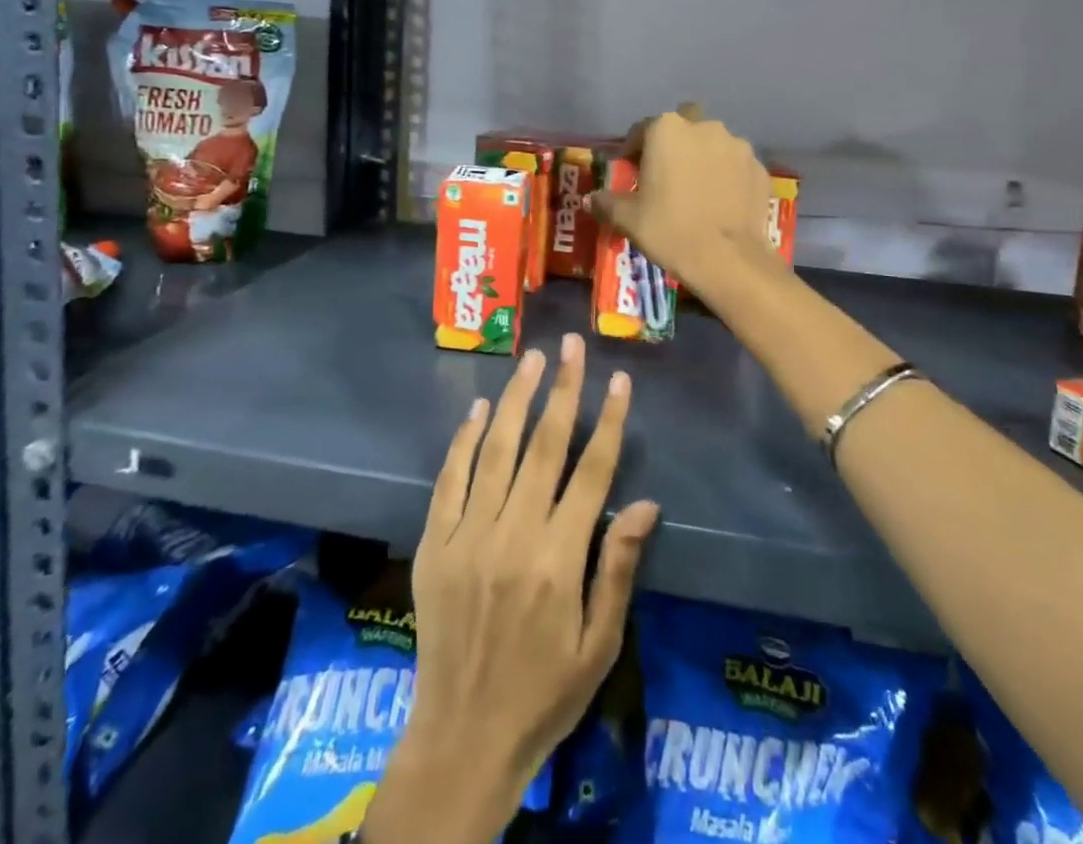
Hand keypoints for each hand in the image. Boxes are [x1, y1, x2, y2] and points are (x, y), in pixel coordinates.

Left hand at [367, 336, 659, 843]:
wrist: (464, 737)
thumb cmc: (545, 692)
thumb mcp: (598, 645)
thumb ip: (618, 568)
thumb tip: (645, 503)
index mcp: (559, 560)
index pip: (591, 472)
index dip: (608, 421)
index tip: (619, 379)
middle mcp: (513, 535)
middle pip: (544, 447)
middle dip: (562, 390)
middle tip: (571, 345)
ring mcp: (469, 535)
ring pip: (495, 450)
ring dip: (515, 400)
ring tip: (531, 360)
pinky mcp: (436, 543)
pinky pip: (450, 480)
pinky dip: (463, 441)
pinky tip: (477, 408)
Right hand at [587, 105, 774, 292]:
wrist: (728, 259)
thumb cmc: (669, 229)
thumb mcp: (628, 218)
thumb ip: (607, 202)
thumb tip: (592, 200)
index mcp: (667, 130)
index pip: (642, 129)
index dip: (633, 150)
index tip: (630, 171)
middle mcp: (704, 127)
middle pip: (684, 125)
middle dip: (675, 141)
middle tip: (667, 172)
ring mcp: (737, 146)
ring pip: (714, 143)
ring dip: (704, 157)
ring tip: (697, 188)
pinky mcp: (759, 168)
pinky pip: (736, 165)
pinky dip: (727, 176)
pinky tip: (720, 201)